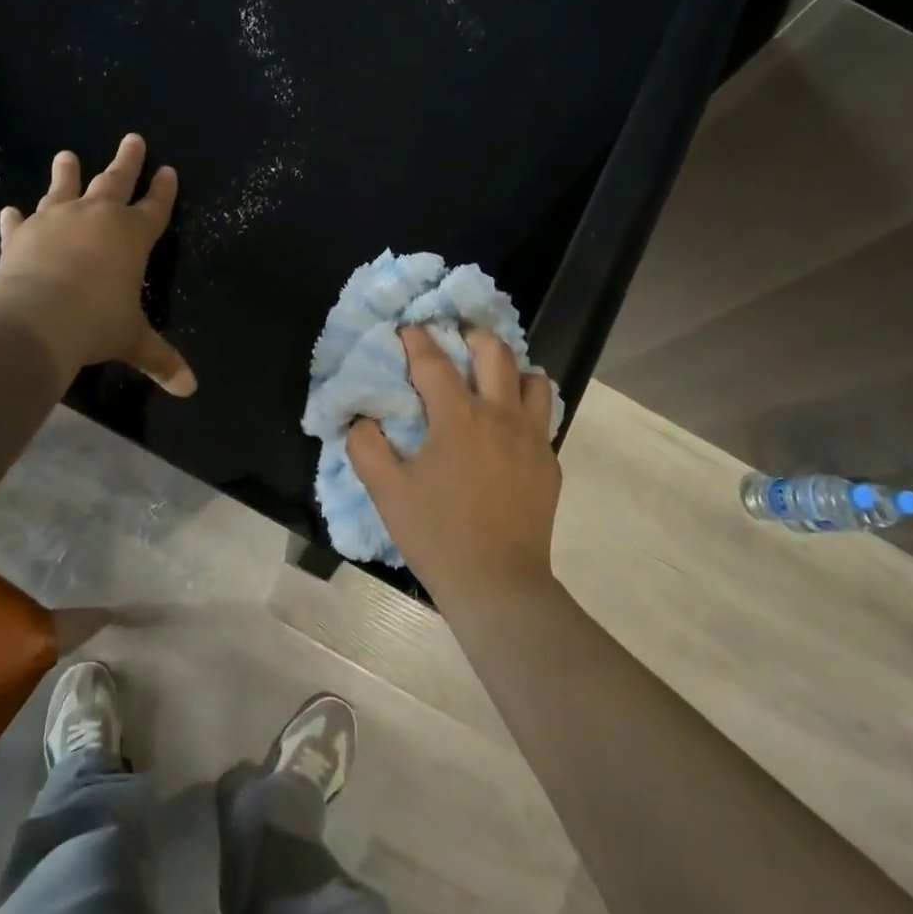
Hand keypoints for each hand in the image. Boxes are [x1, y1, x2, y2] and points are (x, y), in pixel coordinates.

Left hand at [0, 134, 195, 395]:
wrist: (35, 319)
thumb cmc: (97, 323)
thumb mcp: (133, 342)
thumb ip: (161, 359)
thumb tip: (190, 389)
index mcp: (132, 236)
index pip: (154, 208)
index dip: (164, 191)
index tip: (169, 170)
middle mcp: (96, 218)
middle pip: (115, 182)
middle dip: (127, 161)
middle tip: (132, 138)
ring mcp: (55, 222)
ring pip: (64, 189)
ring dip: (66, 173)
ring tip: (66, 154)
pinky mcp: (20, 236)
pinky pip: (20, 223)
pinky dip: (17, 218)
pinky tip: (10, 210)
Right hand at [347, 327, 560, 603]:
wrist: (497, 584)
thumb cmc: (436, 535)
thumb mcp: (386, 492)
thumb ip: (366, 447)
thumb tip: (363, 419)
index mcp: (458, 417)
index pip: (434, 361)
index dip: (417, 339)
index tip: (408, 330)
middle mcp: (500, 415)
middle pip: (495, 352)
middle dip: (473, 337)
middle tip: (456, 341)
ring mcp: (532, 438)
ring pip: (533, 380)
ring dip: (511, 370)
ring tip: (492, 381)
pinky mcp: (549, 463)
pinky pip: (543, 418)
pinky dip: (526, 408)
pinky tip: (508, 429)